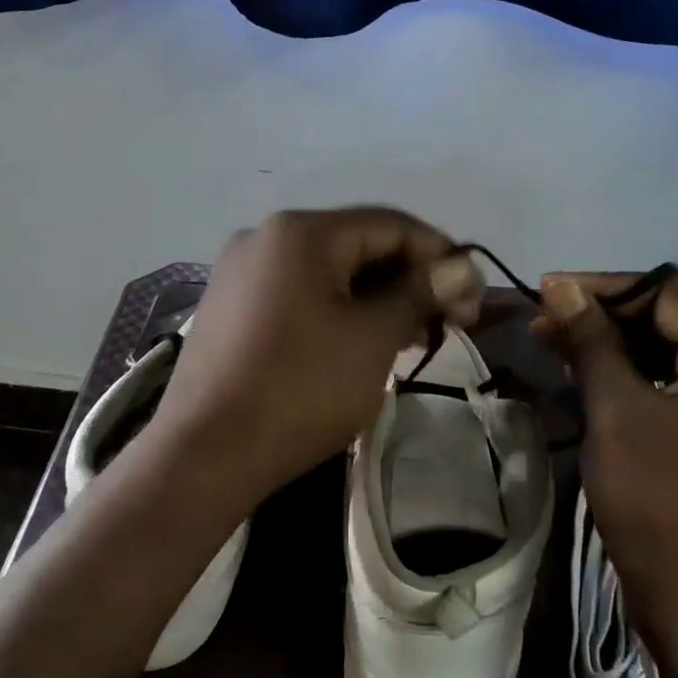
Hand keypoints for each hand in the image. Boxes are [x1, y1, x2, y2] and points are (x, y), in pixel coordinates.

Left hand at [147, 208, 479, 506]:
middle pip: (357, 245)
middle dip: (409, 280)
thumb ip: (420, 292)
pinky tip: (360, 344)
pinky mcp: (229, 308)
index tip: (472, 297)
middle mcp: (265, 237)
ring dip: (376, 299)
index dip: (440, 254)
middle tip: (447, 324)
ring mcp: (240, 273)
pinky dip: (337, 311)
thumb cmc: (299, 388)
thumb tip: (461, 267)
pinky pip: (298, 295)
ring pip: (328, 273)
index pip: (390, 224)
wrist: (204, 454)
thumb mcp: (372, 338)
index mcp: (300, 232)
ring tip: (411, 339)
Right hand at [537, 270, 677, 665]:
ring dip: (610, 347)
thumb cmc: (661, 504)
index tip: (549, 290)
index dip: (606, 285)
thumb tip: (562, 285)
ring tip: (552, 344)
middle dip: (605, 315)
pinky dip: (626, 381)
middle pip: (670, 321)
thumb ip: (593, 341)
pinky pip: (668, 392)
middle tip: (544, 321)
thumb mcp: (619, 412)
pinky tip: (584, 381)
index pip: (670, 292)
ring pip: (665, 358)